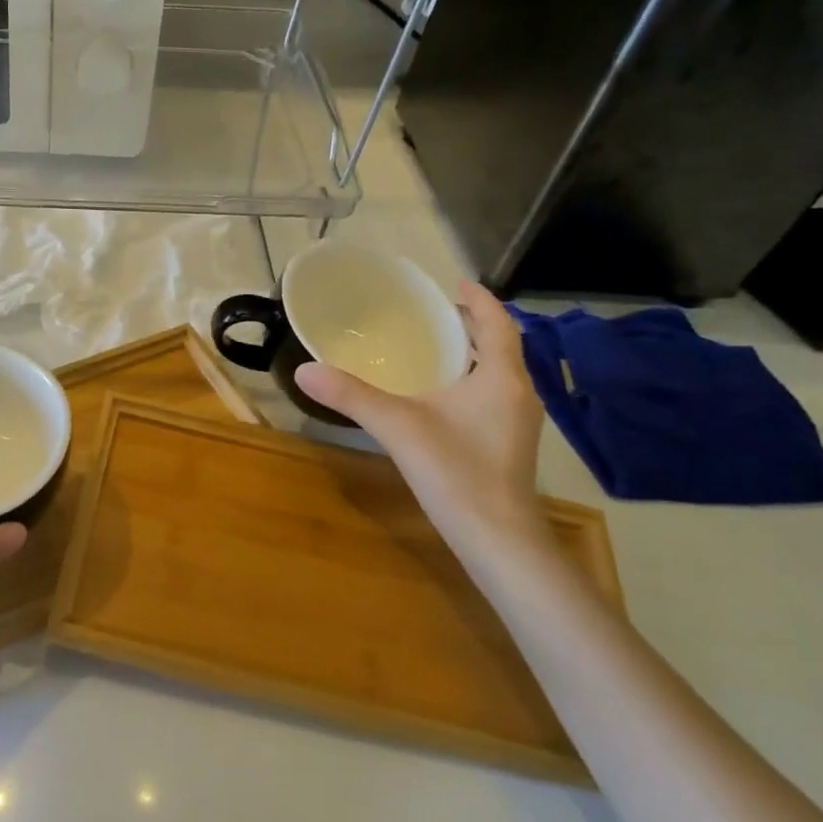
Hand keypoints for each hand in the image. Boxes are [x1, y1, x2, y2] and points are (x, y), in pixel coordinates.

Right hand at [294, 281, 549, 556]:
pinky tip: (442, 395)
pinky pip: (492, 395)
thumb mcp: (398, 427)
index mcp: (501, 378)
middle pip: (500, 346)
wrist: (497, 538)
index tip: (455, 283)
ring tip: (436, 346)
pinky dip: (471, 380)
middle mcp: (517, 393)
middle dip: (471, 325)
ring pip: (497, 373)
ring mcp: (517, 421)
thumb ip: (351, 396)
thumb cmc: (456, 473)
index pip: (497, 324)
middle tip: (435, 312)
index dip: (478, 300)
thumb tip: (304, 370)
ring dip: (473, 354)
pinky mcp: (508, 443)